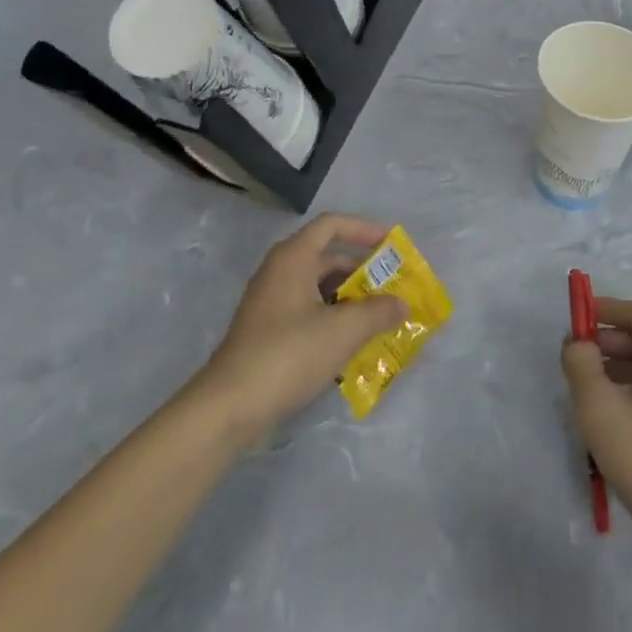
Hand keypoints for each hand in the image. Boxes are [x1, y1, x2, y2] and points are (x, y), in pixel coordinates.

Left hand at [199, 214, 408, 442]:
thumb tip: (402, 304)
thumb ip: (379, 312)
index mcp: (293, 258)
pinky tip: (354, 344)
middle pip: (328, 258)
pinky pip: (309, 312)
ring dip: (351, 300)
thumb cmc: (288, 354)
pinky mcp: (268, 332)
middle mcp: (280, 272)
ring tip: (381, 319)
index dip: (364, 229)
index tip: (392, 246)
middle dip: (363, 272)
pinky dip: (334, 320)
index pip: (332, 225)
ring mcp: (271, 303)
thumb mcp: (343, 330)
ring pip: (320, 289)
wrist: (229, 407)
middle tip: (394, 290)